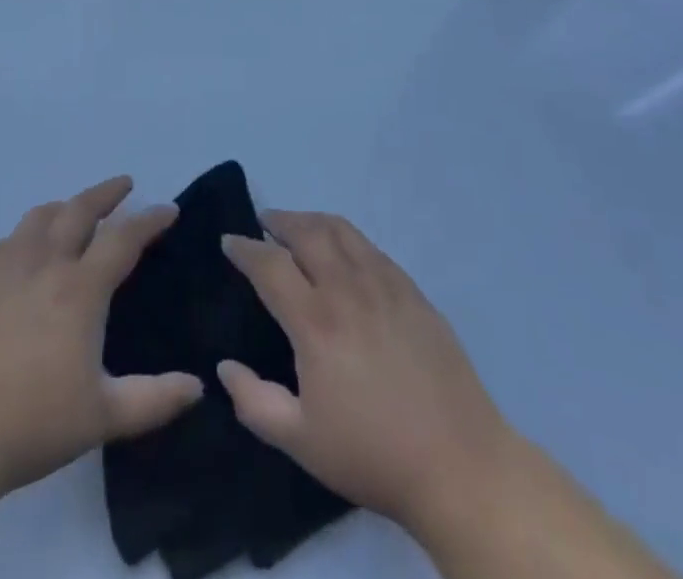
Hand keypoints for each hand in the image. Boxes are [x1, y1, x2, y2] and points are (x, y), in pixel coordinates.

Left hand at [0, 176, 203, 510]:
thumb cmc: (30, 426)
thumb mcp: (102, 417)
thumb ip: (154, 400)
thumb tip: (197, 386)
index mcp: (79, 289)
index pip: (123, 238)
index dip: (150, 220)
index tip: (168, 209)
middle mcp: (43, 264)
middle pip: (79, 210)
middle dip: (107, 193)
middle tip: (125, 185)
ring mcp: (3, 269)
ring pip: (40, 217)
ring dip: (66, 206)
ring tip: (76, 210)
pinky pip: (8, 241)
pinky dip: (29, 233)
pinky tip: (26, 250)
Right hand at [218, 212, 519, 542]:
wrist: (458, 462)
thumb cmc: (372, 454)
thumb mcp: (301, 441)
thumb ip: (255, 401)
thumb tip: (224, 365)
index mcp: (315, 321)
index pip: (270, 264)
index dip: (245, 248)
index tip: (229, 241)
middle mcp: (347, 288)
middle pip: (307, 232)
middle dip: (280, 221)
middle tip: (264, 223)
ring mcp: (384, 284)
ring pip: (341, 230)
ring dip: (313, 220)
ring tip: (299, 226)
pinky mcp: (412, 290)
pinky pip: (371, 247)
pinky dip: (346, 237)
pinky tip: (344, 251)